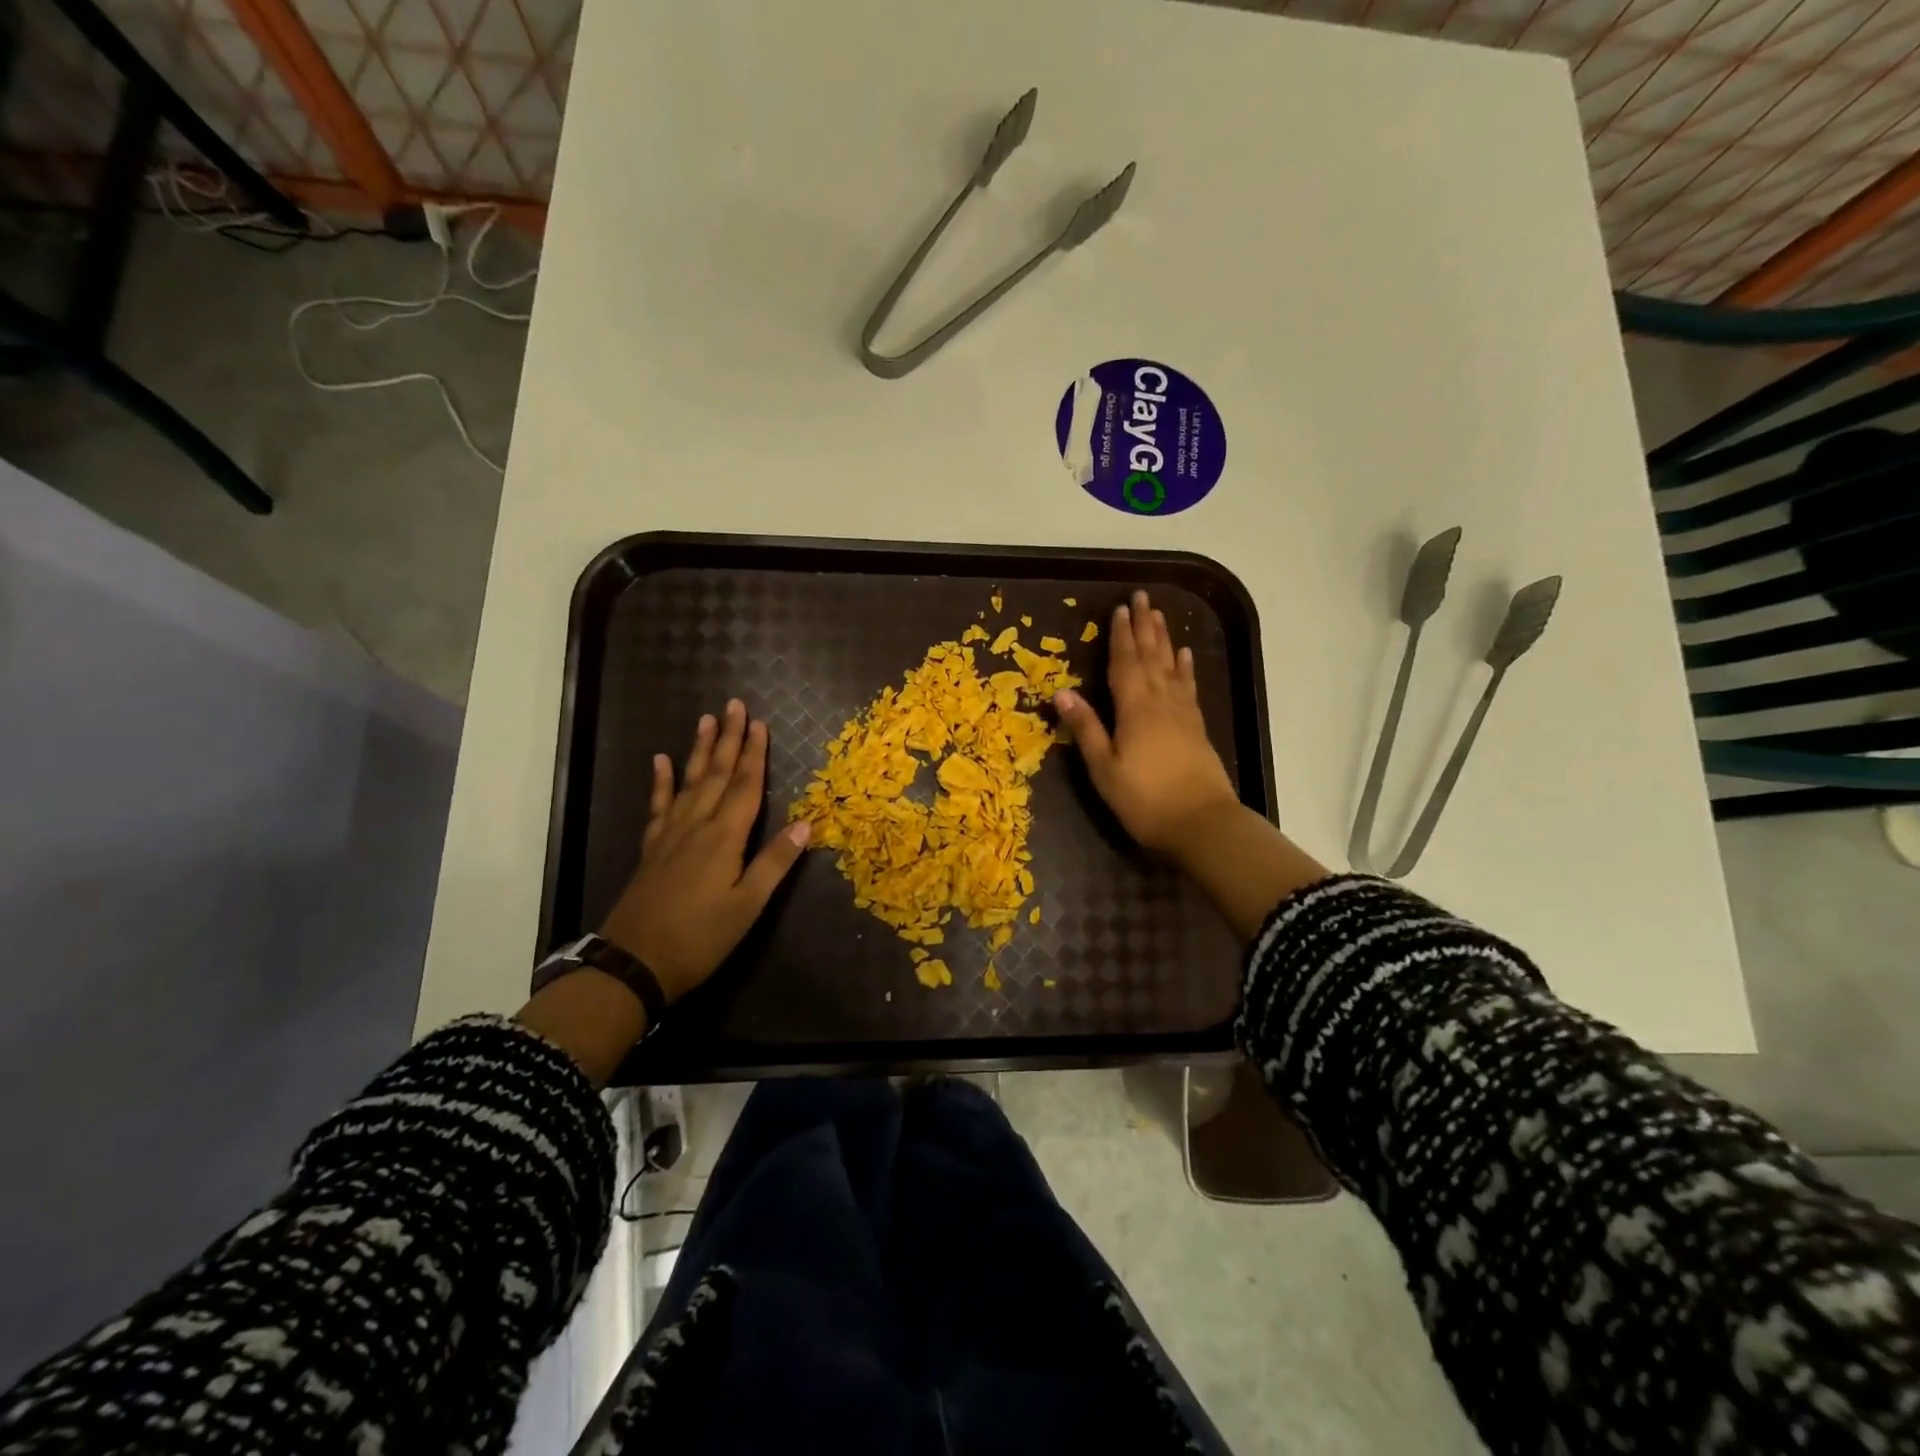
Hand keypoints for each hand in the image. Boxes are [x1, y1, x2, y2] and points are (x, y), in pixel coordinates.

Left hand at [599, 699, 810, 1002]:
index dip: (756, 754)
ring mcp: (671, 835)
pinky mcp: (652, 848)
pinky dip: (660, 782)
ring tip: (706, 719)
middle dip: (730, 739)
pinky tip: (660, 761)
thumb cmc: (701, 938)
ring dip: (700, 750)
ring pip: (689, 781)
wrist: (634, 963)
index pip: (746, 786)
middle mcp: (698, 826)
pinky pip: (659, 806)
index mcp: (725, 837)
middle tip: (734, 705)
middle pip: (718, 774)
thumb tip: (807, 824)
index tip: (761, 723)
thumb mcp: (748, 906)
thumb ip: (775, 862)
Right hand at [1053, 590, 1240, 858]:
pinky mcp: (1196, 727)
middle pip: (1151, 656)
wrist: (1202, 823)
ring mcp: (1182, 713)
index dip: (1121, 636)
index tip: (1119, 609)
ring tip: (1160, 616)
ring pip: (1171, 666)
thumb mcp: (1105, 768)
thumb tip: (1062, 692)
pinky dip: (1185, 668)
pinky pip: (1188, 687)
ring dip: (1164, 639)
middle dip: (1144, 626)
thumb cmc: (1145, 799)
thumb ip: (1086, 728)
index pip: (1125, 663)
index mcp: (1134, 709)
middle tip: (1142, 598)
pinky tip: (1184, 656)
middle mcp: (1160, 702)